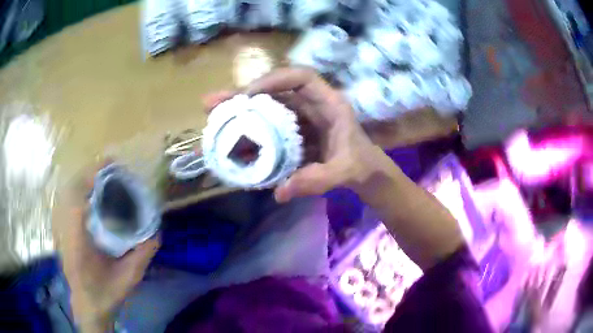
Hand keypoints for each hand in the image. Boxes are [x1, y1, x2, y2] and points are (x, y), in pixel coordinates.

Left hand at [54, 165, 159, 331]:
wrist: (87, 305)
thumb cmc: (105, 294)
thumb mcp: (127, 279)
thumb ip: (141, 257)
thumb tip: (156, 231)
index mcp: (78, 244)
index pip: (77, 201)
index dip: (90, 178)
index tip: (109, 165)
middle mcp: (65, 231)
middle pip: (71, 190)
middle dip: (89, 173)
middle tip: (110, 166)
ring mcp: (61, 229)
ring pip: (68, 193)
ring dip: (85, 179)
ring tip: (103, 175)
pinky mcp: (61, 230)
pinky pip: (68, 202)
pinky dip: (80, 191)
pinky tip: (92, 193)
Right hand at [205, 67, 464, 269]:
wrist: (366, 173)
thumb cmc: (361, 165)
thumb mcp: (344, 172)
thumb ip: (317, 180)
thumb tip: (280, 192)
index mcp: (330, 104)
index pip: (302, 78)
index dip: (274, 80)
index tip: (248, 94)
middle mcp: (313, 106)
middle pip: (274, 92)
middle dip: (242, 96)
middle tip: (211, 103)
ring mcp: (301, 119)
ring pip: (267, 109)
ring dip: (240, 114)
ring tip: (212, 120)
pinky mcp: (294, 133)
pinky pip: (268, 128)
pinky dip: (250, 134)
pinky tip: (231, 144)